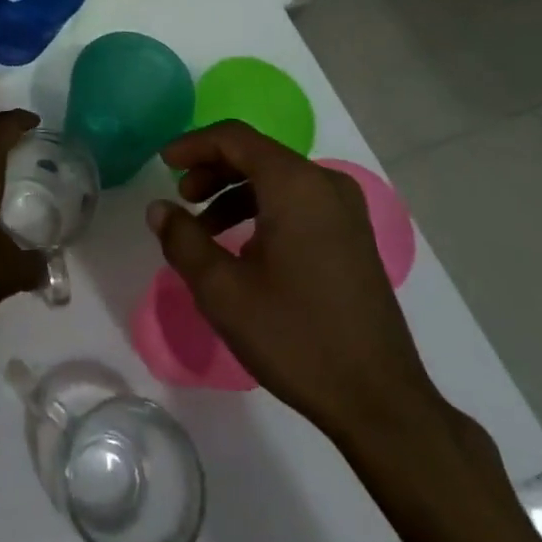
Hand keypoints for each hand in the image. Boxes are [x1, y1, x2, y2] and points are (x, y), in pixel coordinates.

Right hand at [147, 121, 442, 444]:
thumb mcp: (222, 290)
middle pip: (256, 154)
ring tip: (205, 228)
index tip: (162, 163)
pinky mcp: (353, 237)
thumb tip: (159, 208)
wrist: (382, 403)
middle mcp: (324, 184)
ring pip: (276, 178)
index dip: (193, 144)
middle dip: (212, 169)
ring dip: (234, 192)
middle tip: (181, 198)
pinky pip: (297, 201)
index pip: (234, 138)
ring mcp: (345, 210)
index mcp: (295, 184)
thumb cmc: (296, 337)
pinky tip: (244, 248)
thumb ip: (183, 239)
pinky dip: (262, 209)